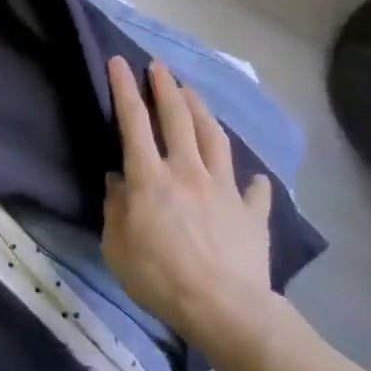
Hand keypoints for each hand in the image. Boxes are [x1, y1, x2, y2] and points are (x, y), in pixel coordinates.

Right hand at [102, 56, 277, 355]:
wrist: (225, 309)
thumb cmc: (160, 277)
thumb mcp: (116, 245)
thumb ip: (115, 207)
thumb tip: (116, 181)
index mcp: (150, 177)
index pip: (133, 122)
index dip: (124, 89)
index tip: (118, 62)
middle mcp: (187, 171)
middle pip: (177, 118)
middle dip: (165, 87)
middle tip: (159, 66)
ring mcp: (223, 189)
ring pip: (213, 138)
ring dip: (201, 111)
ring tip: (192, 93)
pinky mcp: (251, 213)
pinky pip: (253, 191)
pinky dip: (253, 181)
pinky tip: (255, 177)